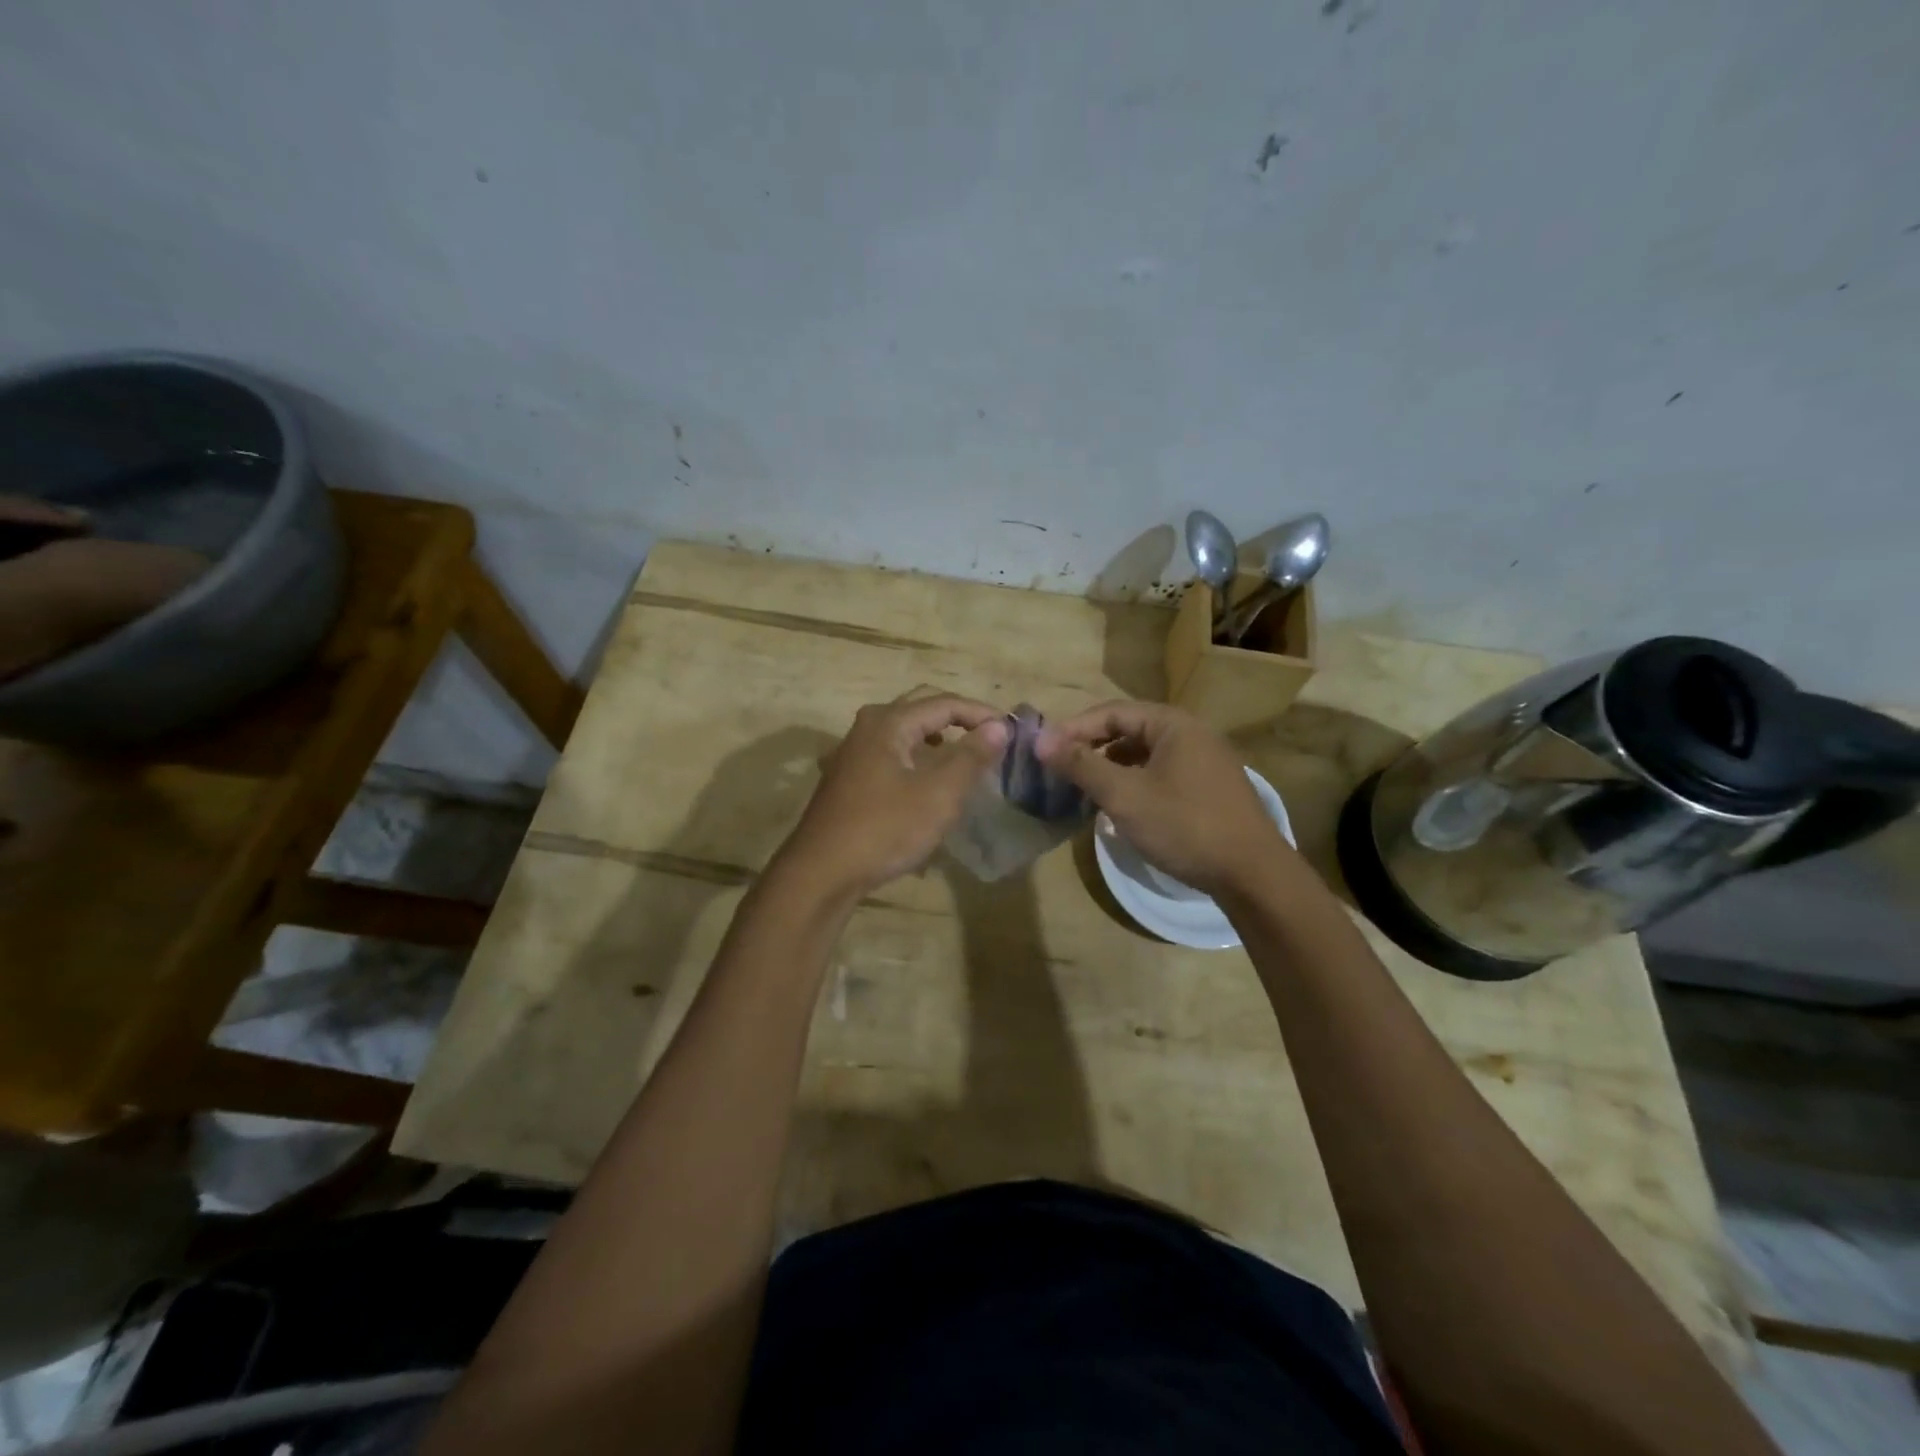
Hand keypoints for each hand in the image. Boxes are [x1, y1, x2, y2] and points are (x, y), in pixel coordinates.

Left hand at [780, 692, 1009, 899]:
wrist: (822, 872)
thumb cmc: (884, 829)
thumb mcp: (938, 795)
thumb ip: (971, 757)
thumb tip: (998, 727)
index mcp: (889, 722)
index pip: (944, 702)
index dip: (981, 713)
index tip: (1011, 730)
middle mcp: (867, 726)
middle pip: (921, 708)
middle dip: (958, 718)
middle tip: (990, 736)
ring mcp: (853, 752)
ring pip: (904, 731)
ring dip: (937, 737)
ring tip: (963, 755)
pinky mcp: (848, 777)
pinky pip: (890, 752)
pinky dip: (916, 756)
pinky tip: (926, 780)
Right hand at [1037, 700, 1295, 896]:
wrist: (1253, 874)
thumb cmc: (1184, 826)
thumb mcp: (1125, 795)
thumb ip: (1081, 765)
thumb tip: (1040, 740)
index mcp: (1172, 724)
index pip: (1112, 711)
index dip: (1074, 728)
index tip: (1045, 750)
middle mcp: (1191, 733)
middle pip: (1129, 729)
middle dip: (1092, 747)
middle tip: (1060, 768)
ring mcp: (1204, 760)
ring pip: (1145, 753)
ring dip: (1112, 766)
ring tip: (1084, 788)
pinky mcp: (1209, 787)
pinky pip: (1161, 772)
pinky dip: (1135, 781)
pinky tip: (1121, 805)